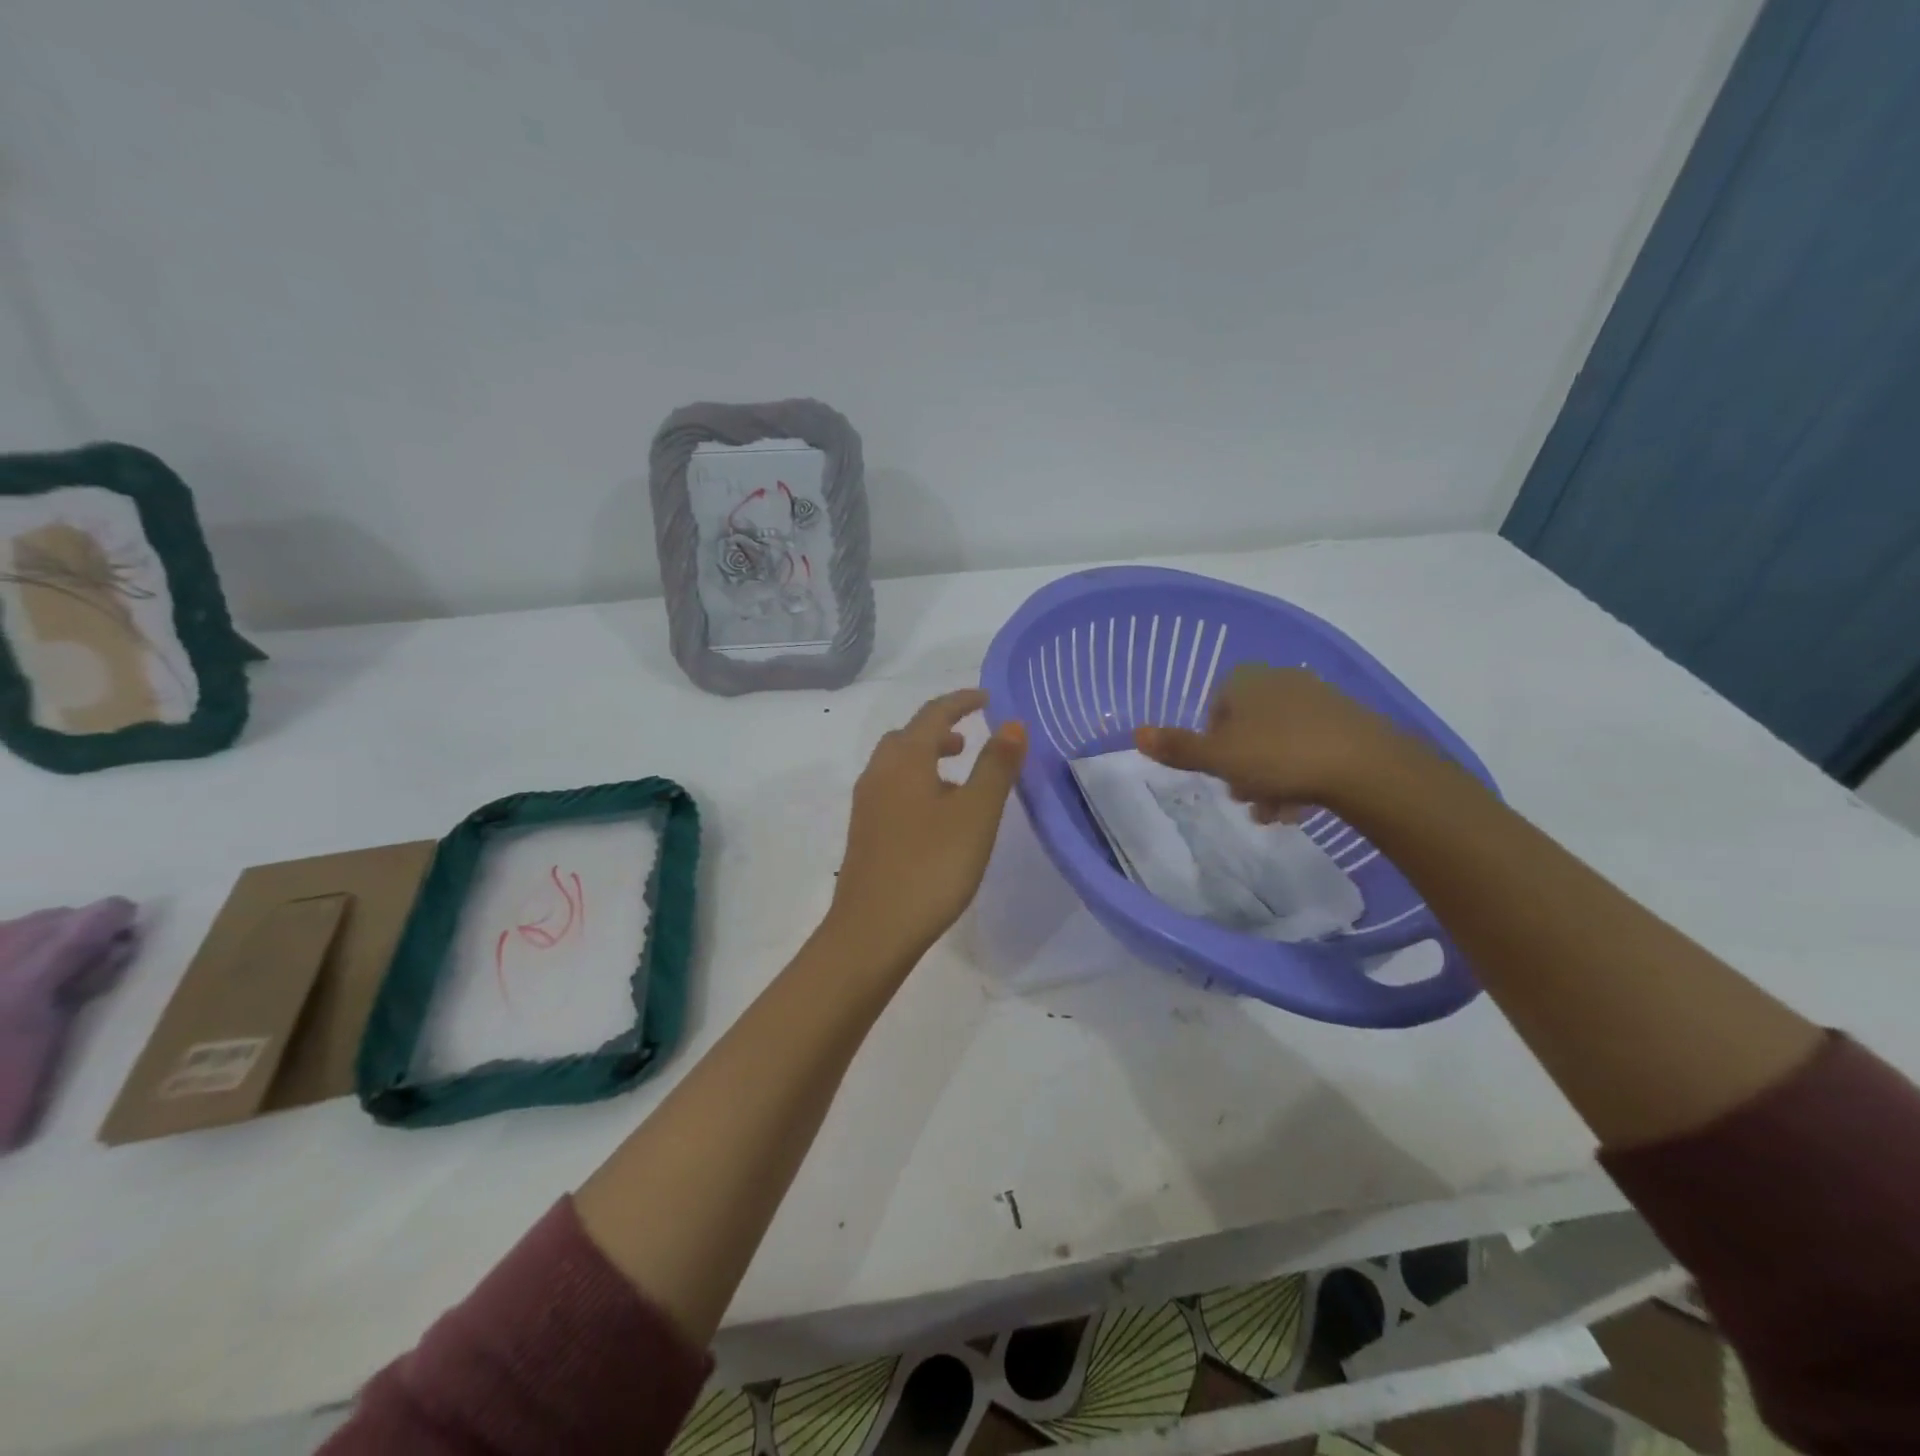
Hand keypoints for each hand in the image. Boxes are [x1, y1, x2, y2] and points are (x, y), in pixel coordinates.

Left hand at [827, 689, 1026, 966]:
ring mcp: (866, 805)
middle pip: (908, 737)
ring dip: (928, 759)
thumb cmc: (931, 866)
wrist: (872, 930)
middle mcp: (878, 774)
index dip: (962, 701)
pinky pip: (892, 791)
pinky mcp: (864, 834)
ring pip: (898, 766)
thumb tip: (1011, 724)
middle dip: (940, 730)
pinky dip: (917, 785)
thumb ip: (996, 766)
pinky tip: (938, 819)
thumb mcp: (976, 813)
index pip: (933, 714)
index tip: (987, 699)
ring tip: (960, 780)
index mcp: (904, 760)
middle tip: (970, 739)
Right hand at [1135, 665, 1410, 820]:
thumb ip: (1178, 748)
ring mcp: (1316, 698)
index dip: (1212, 745)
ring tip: (1277, 812)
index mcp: (1245, 682)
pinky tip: (1304, 804)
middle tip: (1247, 798)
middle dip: (1242, 767)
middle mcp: (1279, 680)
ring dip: (1269, 777)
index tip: (1219, 774)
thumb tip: (1136, 734)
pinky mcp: (1347, 720)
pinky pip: (1309, 746)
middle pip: (1247, 729)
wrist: (1366, 766)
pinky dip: (1300, 773)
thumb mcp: (1219, 758)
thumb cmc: (1279, 757)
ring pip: (1278, 742)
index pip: (1215, 710)